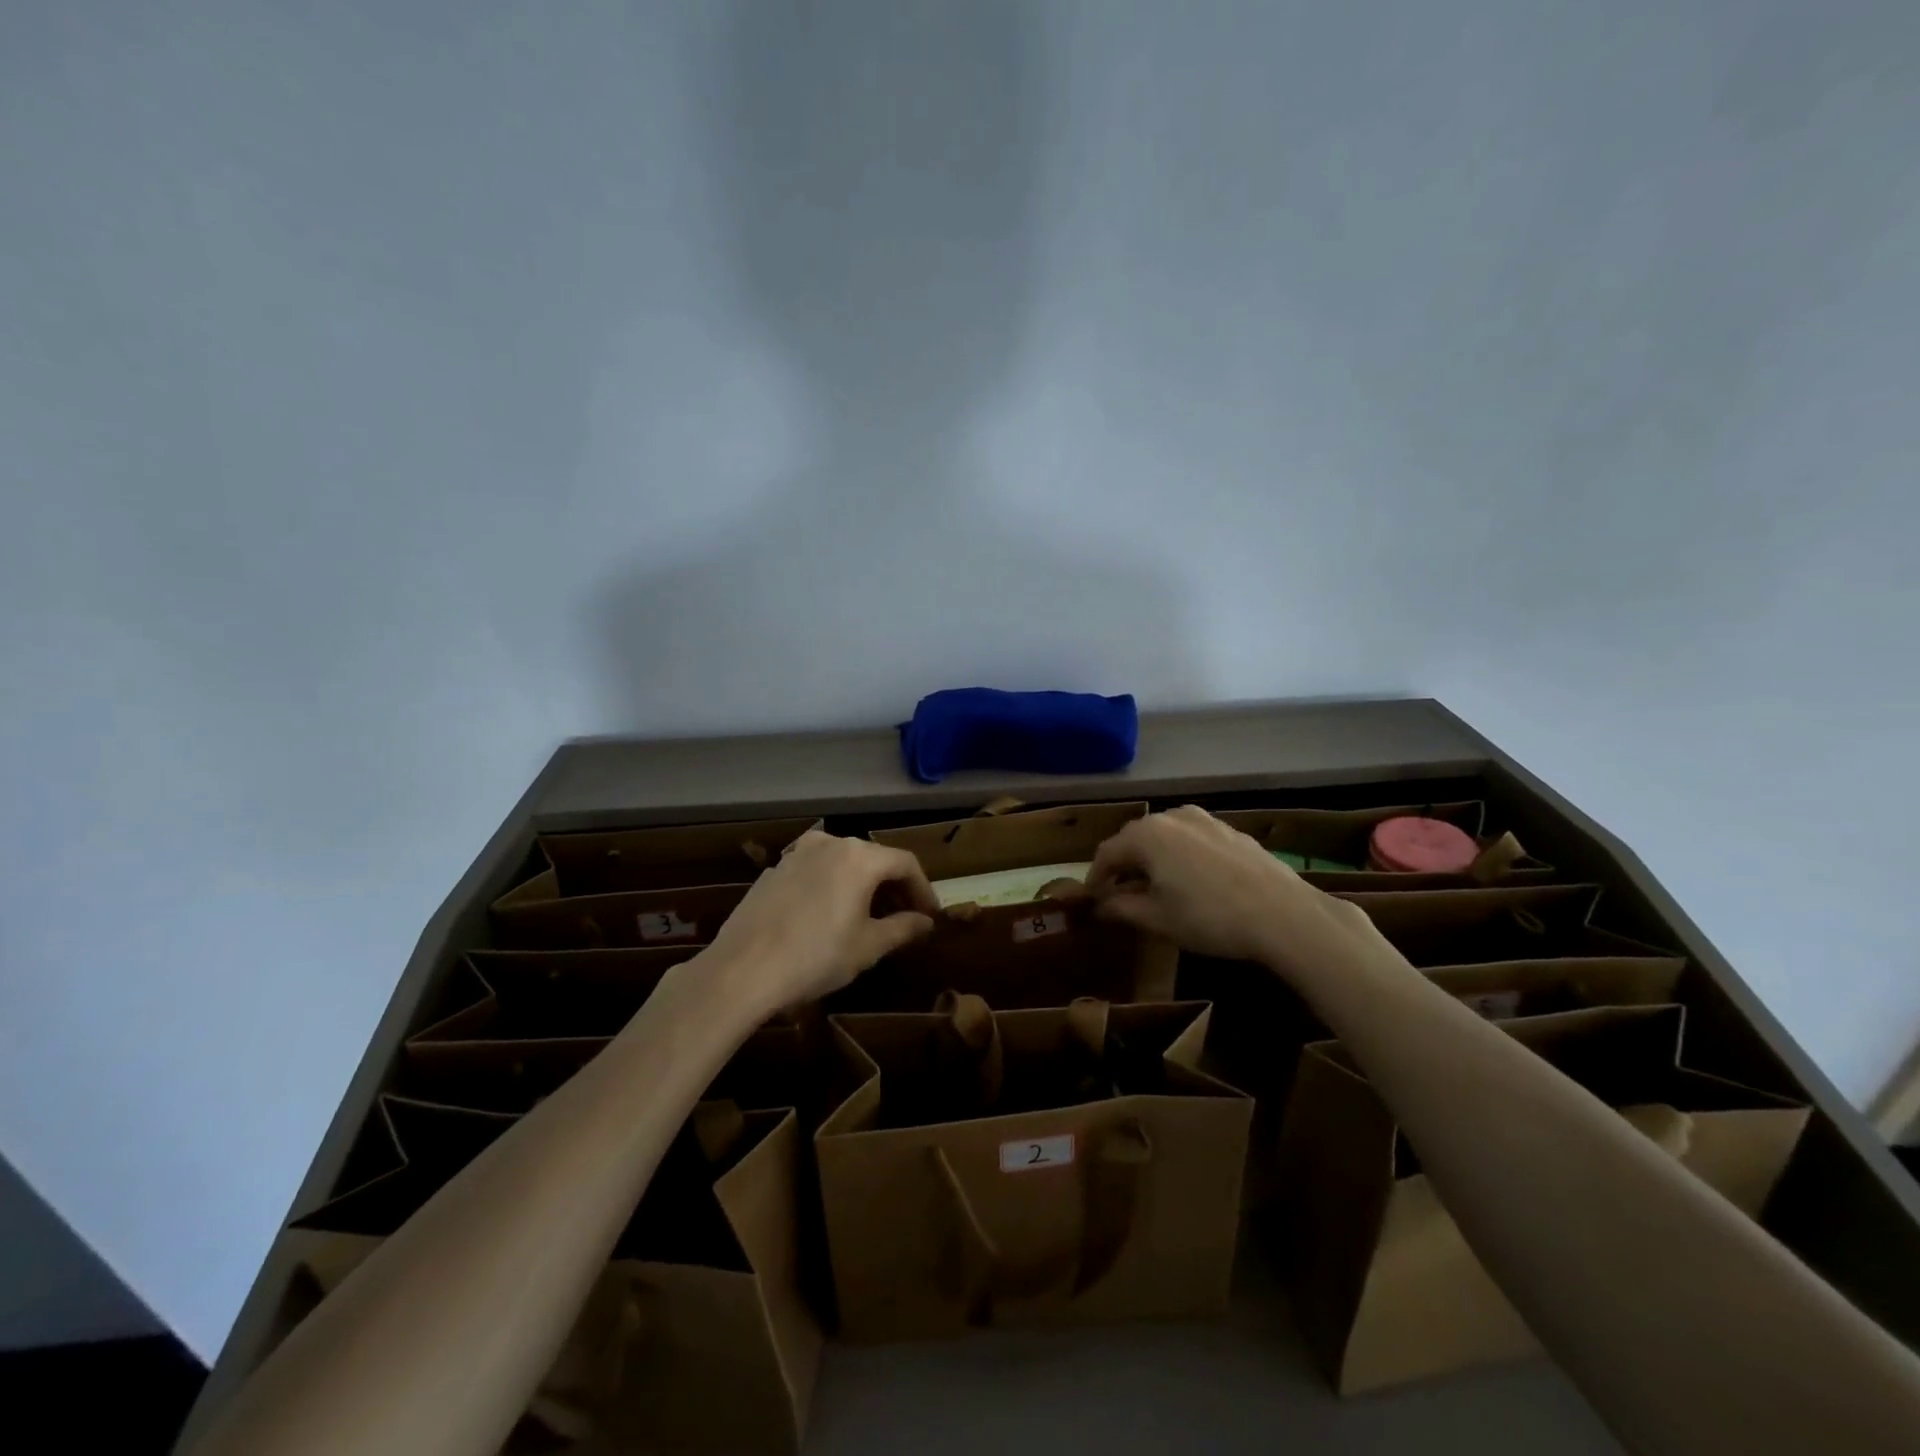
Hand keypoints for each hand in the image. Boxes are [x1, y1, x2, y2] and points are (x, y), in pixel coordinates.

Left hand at [697, 829, 938, 1015]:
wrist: (741, 970)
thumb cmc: (816, 957)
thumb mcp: (867, 947)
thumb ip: (902, 928)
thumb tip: (925, 922)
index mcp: (859, 857)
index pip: (905, 863)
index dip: (923, 889)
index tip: (930, 916)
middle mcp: (830, 843)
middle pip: (874, 859)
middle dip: (894, 887)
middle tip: (905, 917)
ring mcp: (797, 854)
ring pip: (843, 863)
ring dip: (863, 885)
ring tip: (869, 916)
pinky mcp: (774, 870)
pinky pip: (816, 872)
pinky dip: (833, 886)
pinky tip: (829, 916)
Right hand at [1087, 805, 1382, 977]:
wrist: (1283, 914)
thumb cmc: (1209, 917)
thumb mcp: (1158, 919)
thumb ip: (1122, 908)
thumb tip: (1099, 905)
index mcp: (1146, 835)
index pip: (1107, 852)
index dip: (1095, 877)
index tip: (1092, 900)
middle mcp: (1172, 817)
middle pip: (1135, 839)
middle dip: (1124, 866)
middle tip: (1120, 894)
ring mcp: (1204, 819)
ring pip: (1165, 837)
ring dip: (1153, 859)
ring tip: (1156, 887)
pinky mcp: (1230, 830)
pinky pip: (1192, 839)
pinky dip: (1180, 856)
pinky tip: (1192, 881)